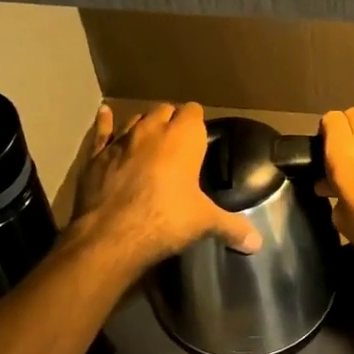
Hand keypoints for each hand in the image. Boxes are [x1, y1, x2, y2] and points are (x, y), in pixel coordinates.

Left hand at [69, 102, 261, 270]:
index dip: (197, 122)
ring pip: (136, 119)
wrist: (111, 235)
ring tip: (151, 139)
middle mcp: (152, 130)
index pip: (193, 112)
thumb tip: (257, 243)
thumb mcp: (204, 223)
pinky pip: (102, 132)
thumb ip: (232, 227)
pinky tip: (104, 113)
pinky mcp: (96, 156)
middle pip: (164, 110)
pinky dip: (105, 123)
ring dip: (145, 125)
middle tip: (179, 142)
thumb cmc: (166, 220)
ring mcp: (121, 141)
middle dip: (172, 121)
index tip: (200, 137)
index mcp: (183, 138)